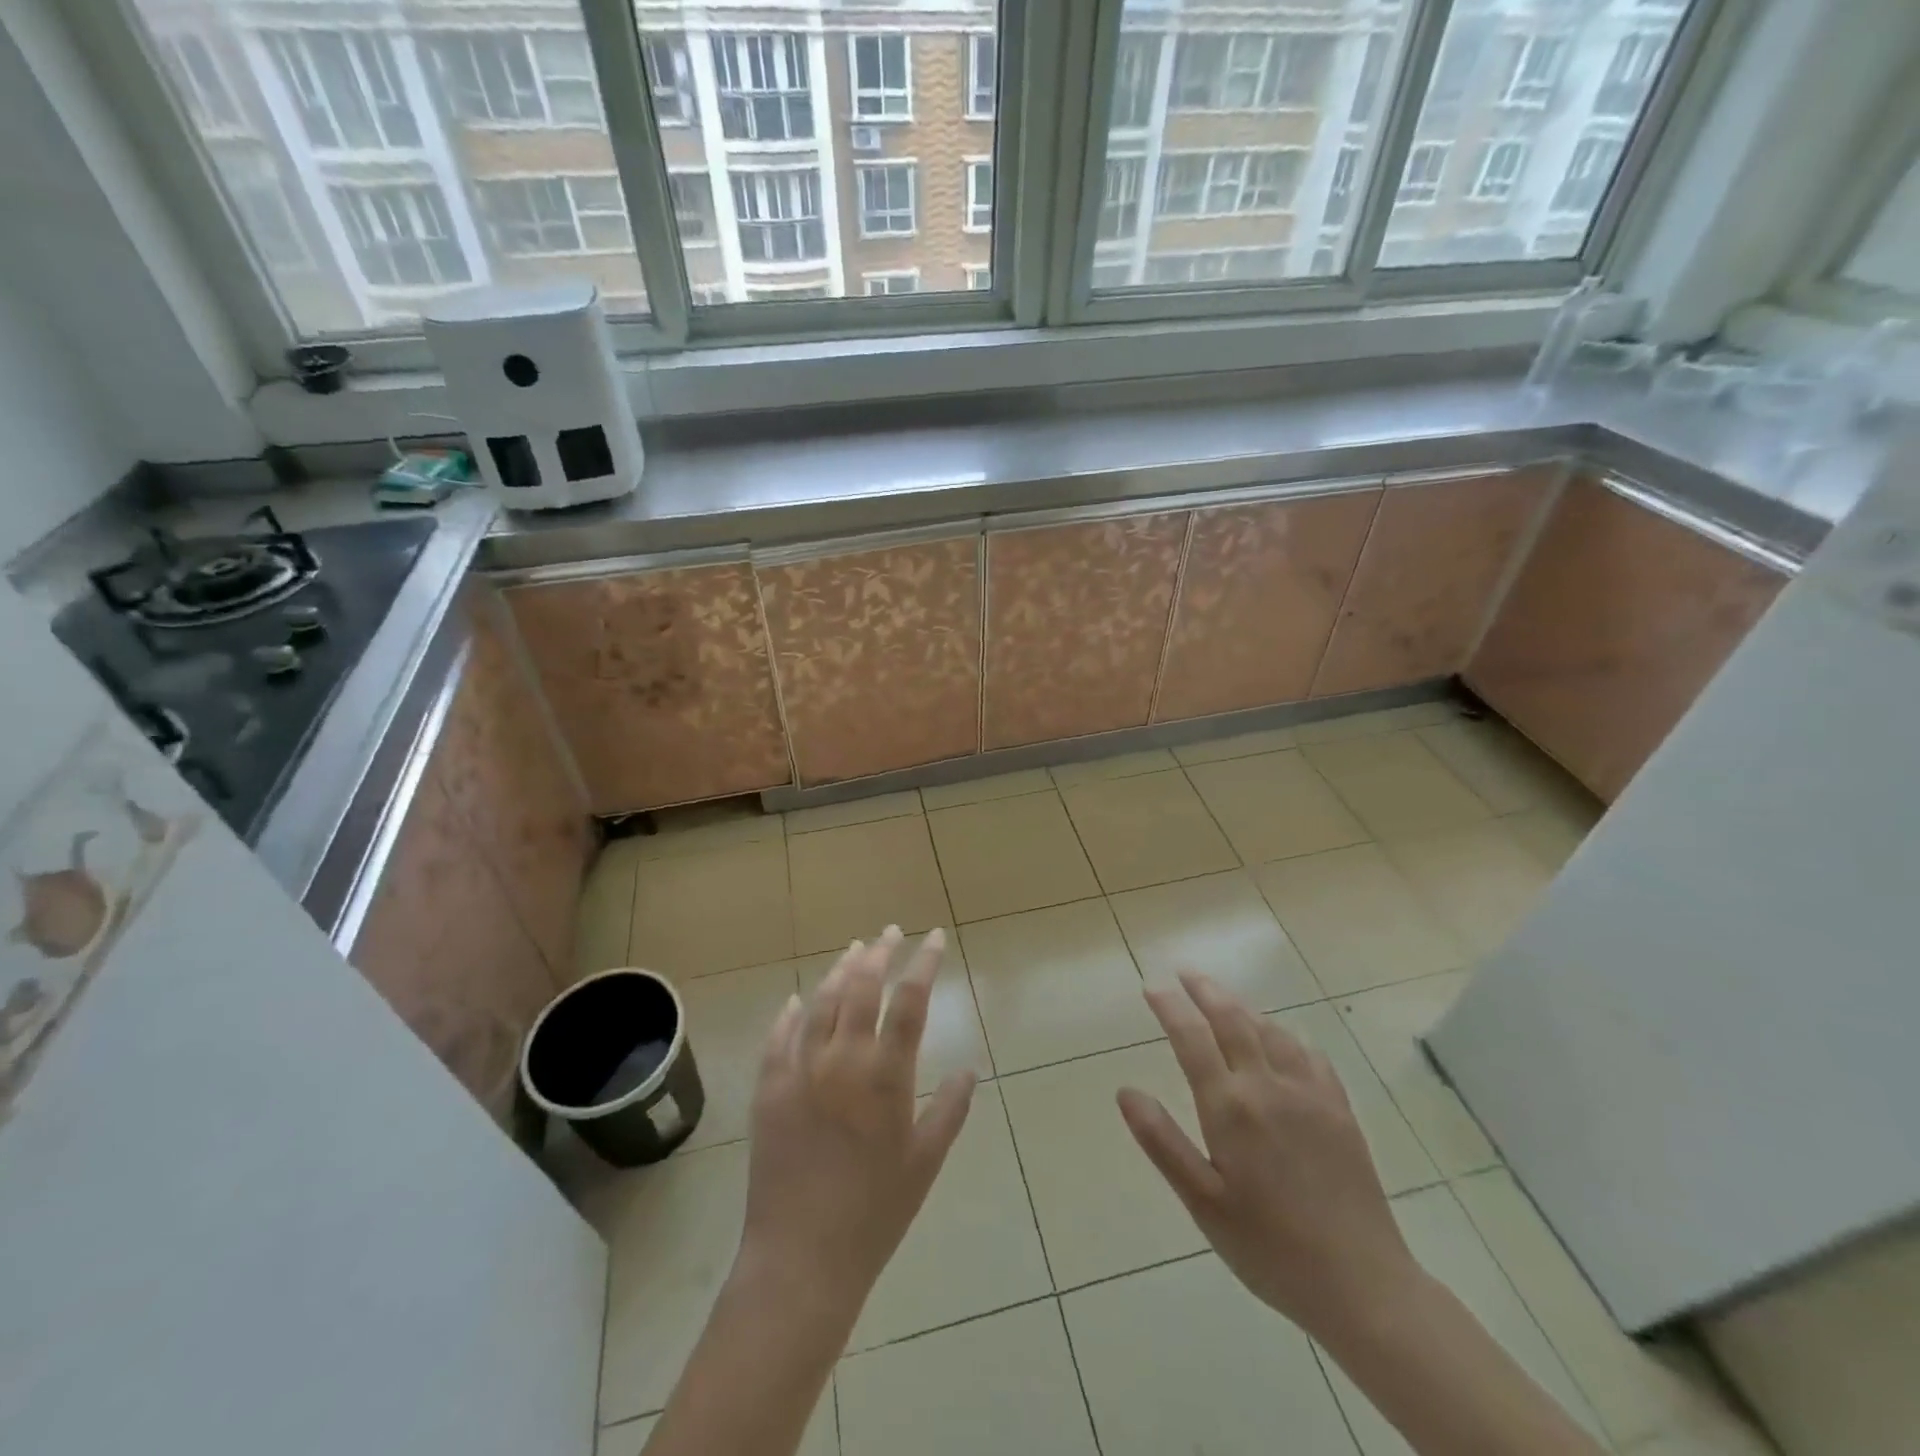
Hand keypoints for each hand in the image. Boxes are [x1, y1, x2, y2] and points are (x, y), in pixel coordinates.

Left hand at [737, 926, 976, 1317]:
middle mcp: (842, 1059)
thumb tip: (971, 1069)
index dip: (924, 962)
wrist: (802, 1259)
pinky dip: (791, 1013)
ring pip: (821, 1002)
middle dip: (880, 952)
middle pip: (862, 987)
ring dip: (840, 971)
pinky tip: (798, 999)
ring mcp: (800, 1070)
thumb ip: (950, 1110)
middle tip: (891, 933)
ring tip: (854, 950)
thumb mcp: (925, 1162)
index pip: (910, 1000)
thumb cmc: (874, 1213)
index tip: (934, 937)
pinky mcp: (769, 1089)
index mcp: (885, 1075)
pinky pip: (779, 1037)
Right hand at [1117, 971, 1418, 1343]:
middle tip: (1185, 973)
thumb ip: (1162, 1142)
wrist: (1363, 1286)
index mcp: (1230, 1108)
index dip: (1170, 1007)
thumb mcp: (1203, 1203)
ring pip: (1272, 1031)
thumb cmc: (1269, 1248)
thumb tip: (1126, 1092)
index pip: (1192, 1038)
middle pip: (1233, 1020)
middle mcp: (1268, 1087)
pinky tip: (1282, 1041)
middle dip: (1206, 991)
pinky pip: (1310, 1055)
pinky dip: (1286, 1036)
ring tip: (1224, 1000)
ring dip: (1243, 1007)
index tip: (1152, 986)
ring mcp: (1310, 1095)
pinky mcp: (1340, 1110)